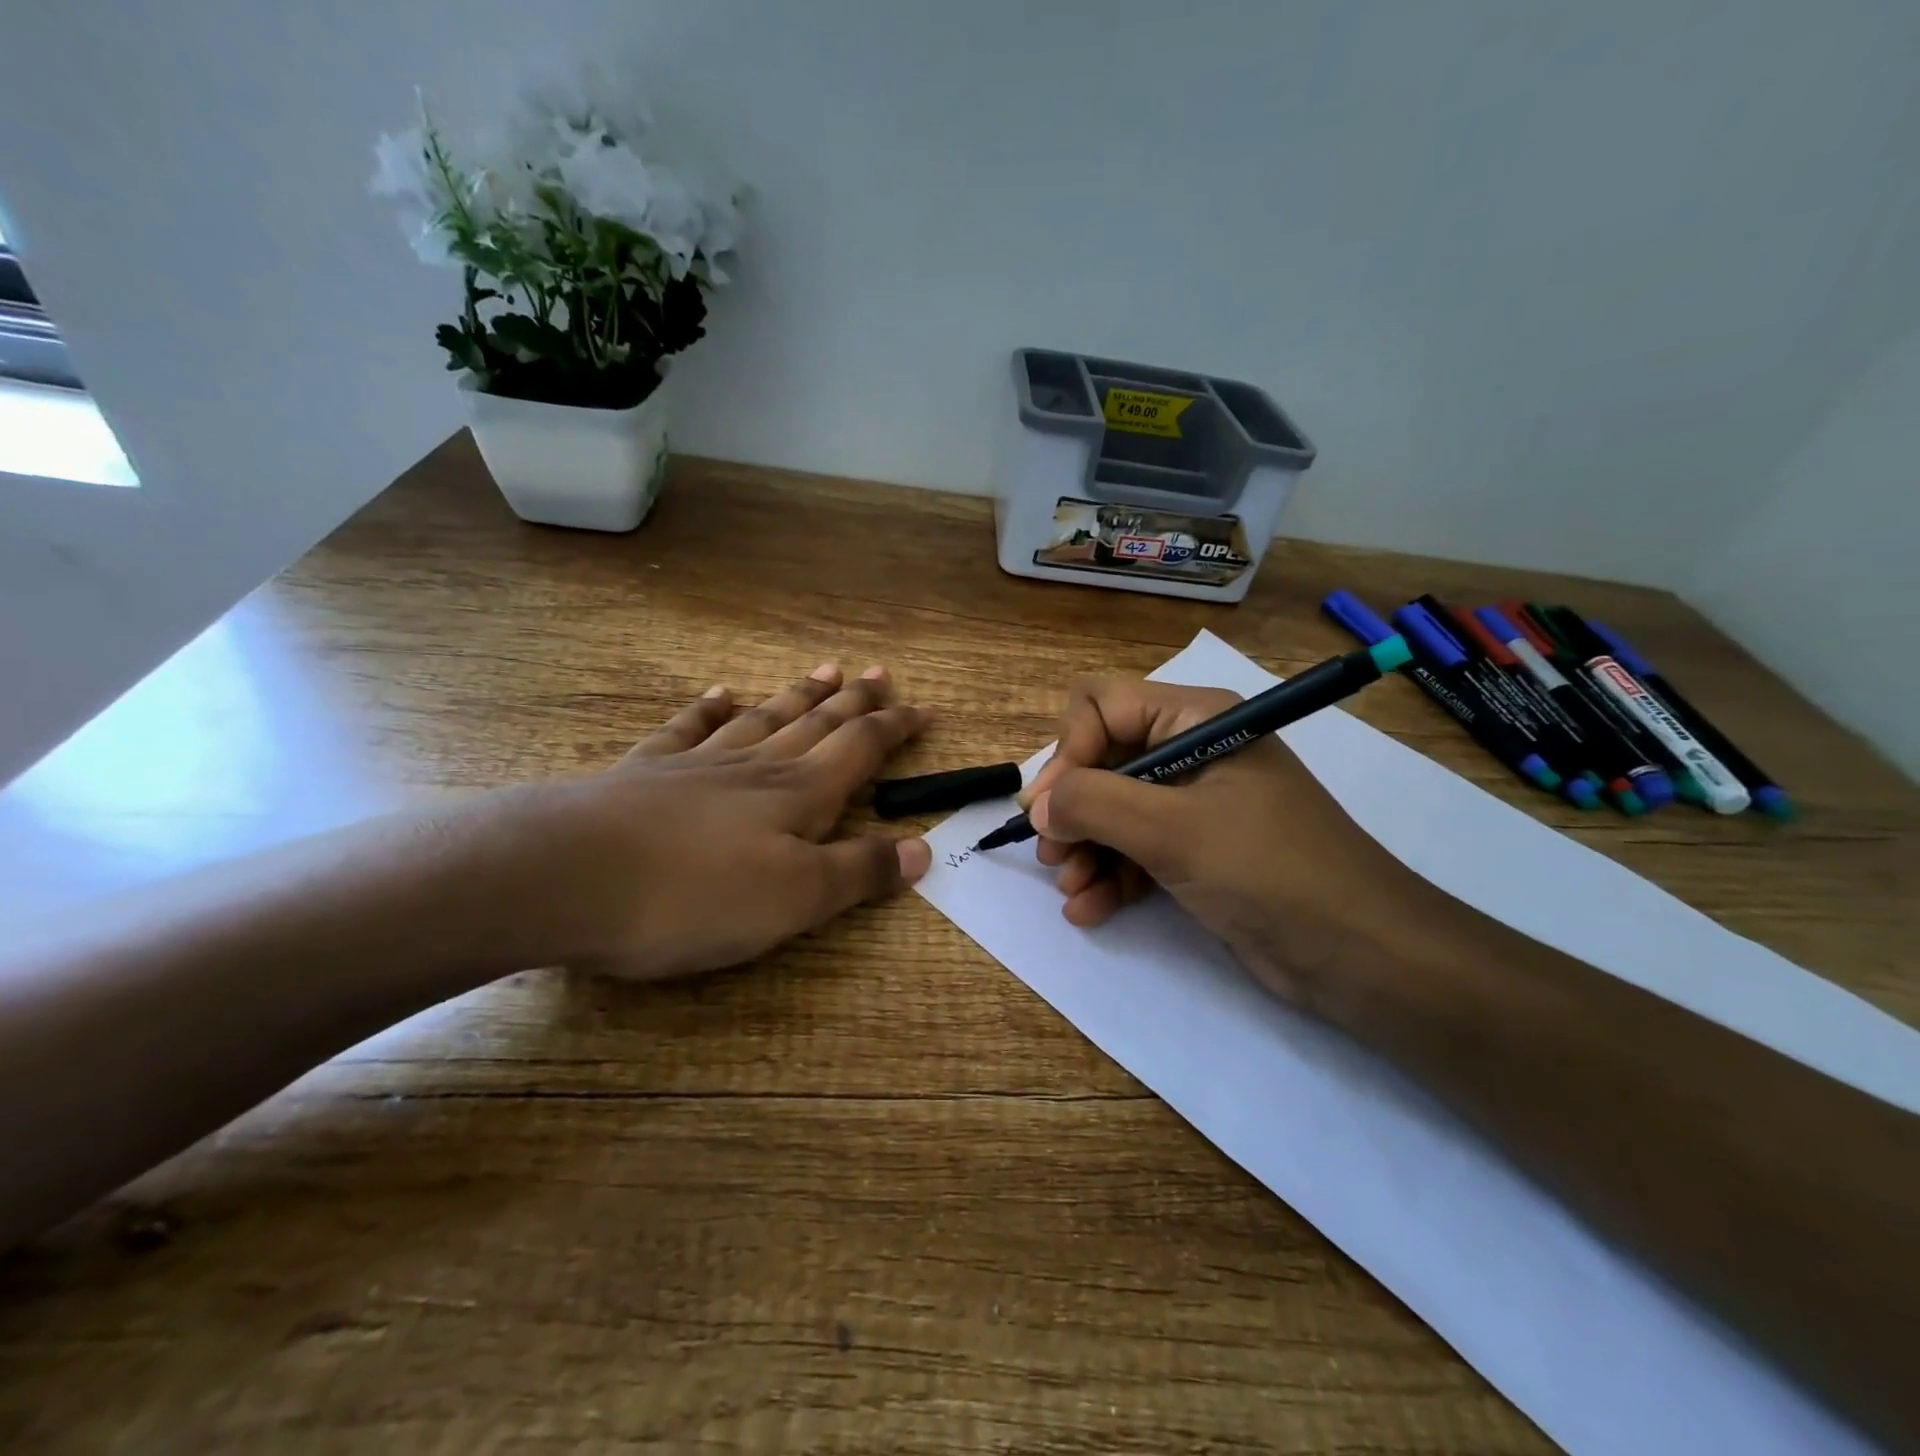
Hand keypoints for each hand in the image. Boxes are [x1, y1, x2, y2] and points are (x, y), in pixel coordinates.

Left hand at [505, 663, 931, 979]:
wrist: (566, 876)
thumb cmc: (694, 896)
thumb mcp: (794, 899)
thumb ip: (859, 872)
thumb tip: (923, 848)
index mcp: (797, 795)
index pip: (860, 749)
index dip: (895, 729)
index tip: (924, 710)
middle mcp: (755, 768)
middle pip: (816, 724)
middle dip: (854, 700)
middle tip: (880, 672)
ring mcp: (698, 764)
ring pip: (762, 719)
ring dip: (797, 695)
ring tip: (824, 669)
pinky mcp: (644, 774)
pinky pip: (686, 730)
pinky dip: (707, 710)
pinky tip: (719, 693)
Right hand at [1022, 679, 1434, 1012]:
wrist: (1361, 956)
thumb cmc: (1269, 871)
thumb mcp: (1173, 830)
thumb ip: (1094, 804)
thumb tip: (1038, 805)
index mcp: (1197, 718)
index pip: (1103, 705)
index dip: (1069, 751)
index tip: (1050, 809)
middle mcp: (1192, 751)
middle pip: (1102, 760)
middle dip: (1072, 809)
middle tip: (1052, 854)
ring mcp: (1194, 805)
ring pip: (1112, 810)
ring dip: (1084, 849)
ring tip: (1072, 891)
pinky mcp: (1196, 852)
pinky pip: (1134, 850)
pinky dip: (1108, 876)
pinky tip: (1088, 910)